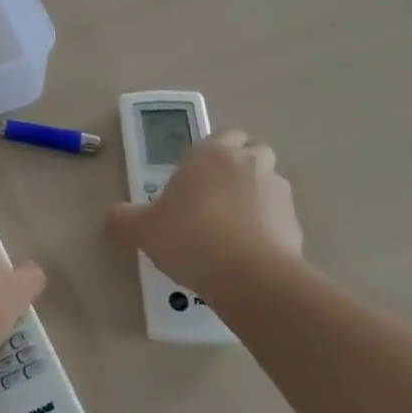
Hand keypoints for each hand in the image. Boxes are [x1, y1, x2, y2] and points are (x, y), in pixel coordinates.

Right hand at [106, 130, 301, 299]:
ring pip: (270, 184)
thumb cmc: (190, 236)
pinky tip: (250, 253)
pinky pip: (281, 219)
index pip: (223, 135)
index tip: (197, 177)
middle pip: (253, 152)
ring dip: (257, 197)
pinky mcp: (296, 225)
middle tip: (217, 196)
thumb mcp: (142, 229)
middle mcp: (249, 163)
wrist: (249, 277)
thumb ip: (124, 219)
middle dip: (241, 168)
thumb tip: (115, 217)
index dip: (213, 153)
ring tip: (236, 227)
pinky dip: (270, 229)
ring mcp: (278, 193)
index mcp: (213, 153)